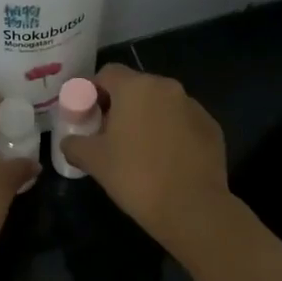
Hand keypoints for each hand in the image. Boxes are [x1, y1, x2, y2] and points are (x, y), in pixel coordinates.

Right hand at [58, 64, 230, 252]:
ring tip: (138, 150)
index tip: (86, 116)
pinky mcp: (211, 127)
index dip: (92, 92)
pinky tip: (165, 161)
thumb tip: (69, 141)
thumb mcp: (93, 160)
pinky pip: (182, 122)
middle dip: (119, 106)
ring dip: (146, 119)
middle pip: (135, 87)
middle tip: (108, 136)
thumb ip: (74, 143)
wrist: (191, 207)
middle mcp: (167, 87)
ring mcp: (194, 106)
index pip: (107, 73)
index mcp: (136, 87)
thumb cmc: (135, 176)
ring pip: (161, 105)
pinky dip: (170, 133)